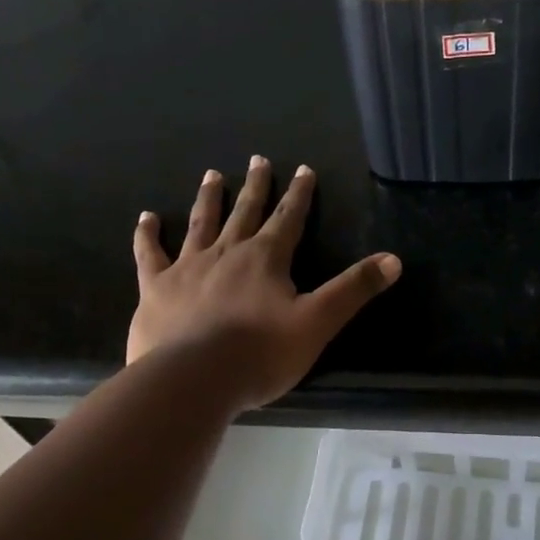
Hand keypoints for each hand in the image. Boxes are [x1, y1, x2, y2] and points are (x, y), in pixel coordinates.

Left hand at [128, 157, 400, 410]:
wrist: (193, 380)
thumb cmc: (260, 355)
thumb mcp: (318, 323)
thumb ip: (353, 290)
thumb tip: (394, 260)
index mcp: (266, 259)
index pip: (289, 219)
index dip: (299, 195)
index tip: (303, 169)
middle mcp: (227, 253)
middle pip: (245, 213)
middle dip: (256, 187)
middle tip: (258, 160)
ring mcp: (187, 268)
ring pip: (201, 224)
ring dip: (209, 199)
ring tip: (212, 175)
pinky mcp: (156, 288)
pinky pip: (150, 254)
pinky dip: (148, 235)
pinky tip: (146, 218)